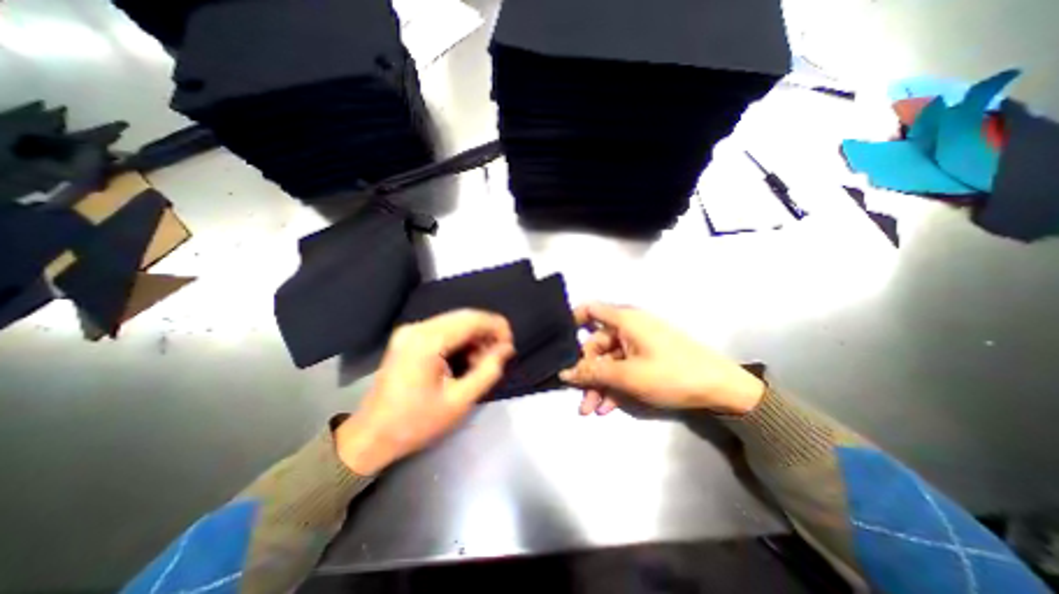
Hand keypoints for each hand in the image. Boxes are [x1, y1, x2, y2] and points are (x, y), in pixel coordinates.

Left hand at [329, 312, 512, 472]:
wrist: (372, 436)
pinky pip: (444, 329)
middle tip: (498, 355)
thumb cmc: (416, 423)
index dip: (497, 327)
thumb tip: (506, 349)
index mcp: (427, 341)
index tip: (509, 346)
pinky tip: (465, 359)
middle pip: (464, 317)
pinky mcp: (409, 338)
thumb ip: (488, 371)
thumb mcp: (460, 401)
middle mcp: (417, 328)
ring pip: (455, 322)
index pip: (472, 319)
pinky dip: (460, 340)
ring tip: (481, 362)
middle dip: (487, 332)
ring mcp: (410, 331)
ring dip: (474, 337)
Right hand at [563, 305, 761, 414]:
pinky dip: (615, 385)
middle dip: (587, 372)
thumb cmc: (672, 374)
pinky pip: (623, 368)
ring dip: (599, 384)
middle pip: (597, 345)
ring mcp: (639, 343)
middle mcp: (629, 327)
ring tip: (591, 409)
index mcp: (624, 320)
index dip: (572, 321)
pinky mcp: (647, 358)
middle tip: (579, 398)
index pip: (590, 310)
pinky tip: (608, 407)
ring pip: (609, 361)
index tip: (559, 343)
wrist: (722, 389)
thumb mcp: (628, 376)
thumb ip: (593, 373)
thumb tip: (565, 372)